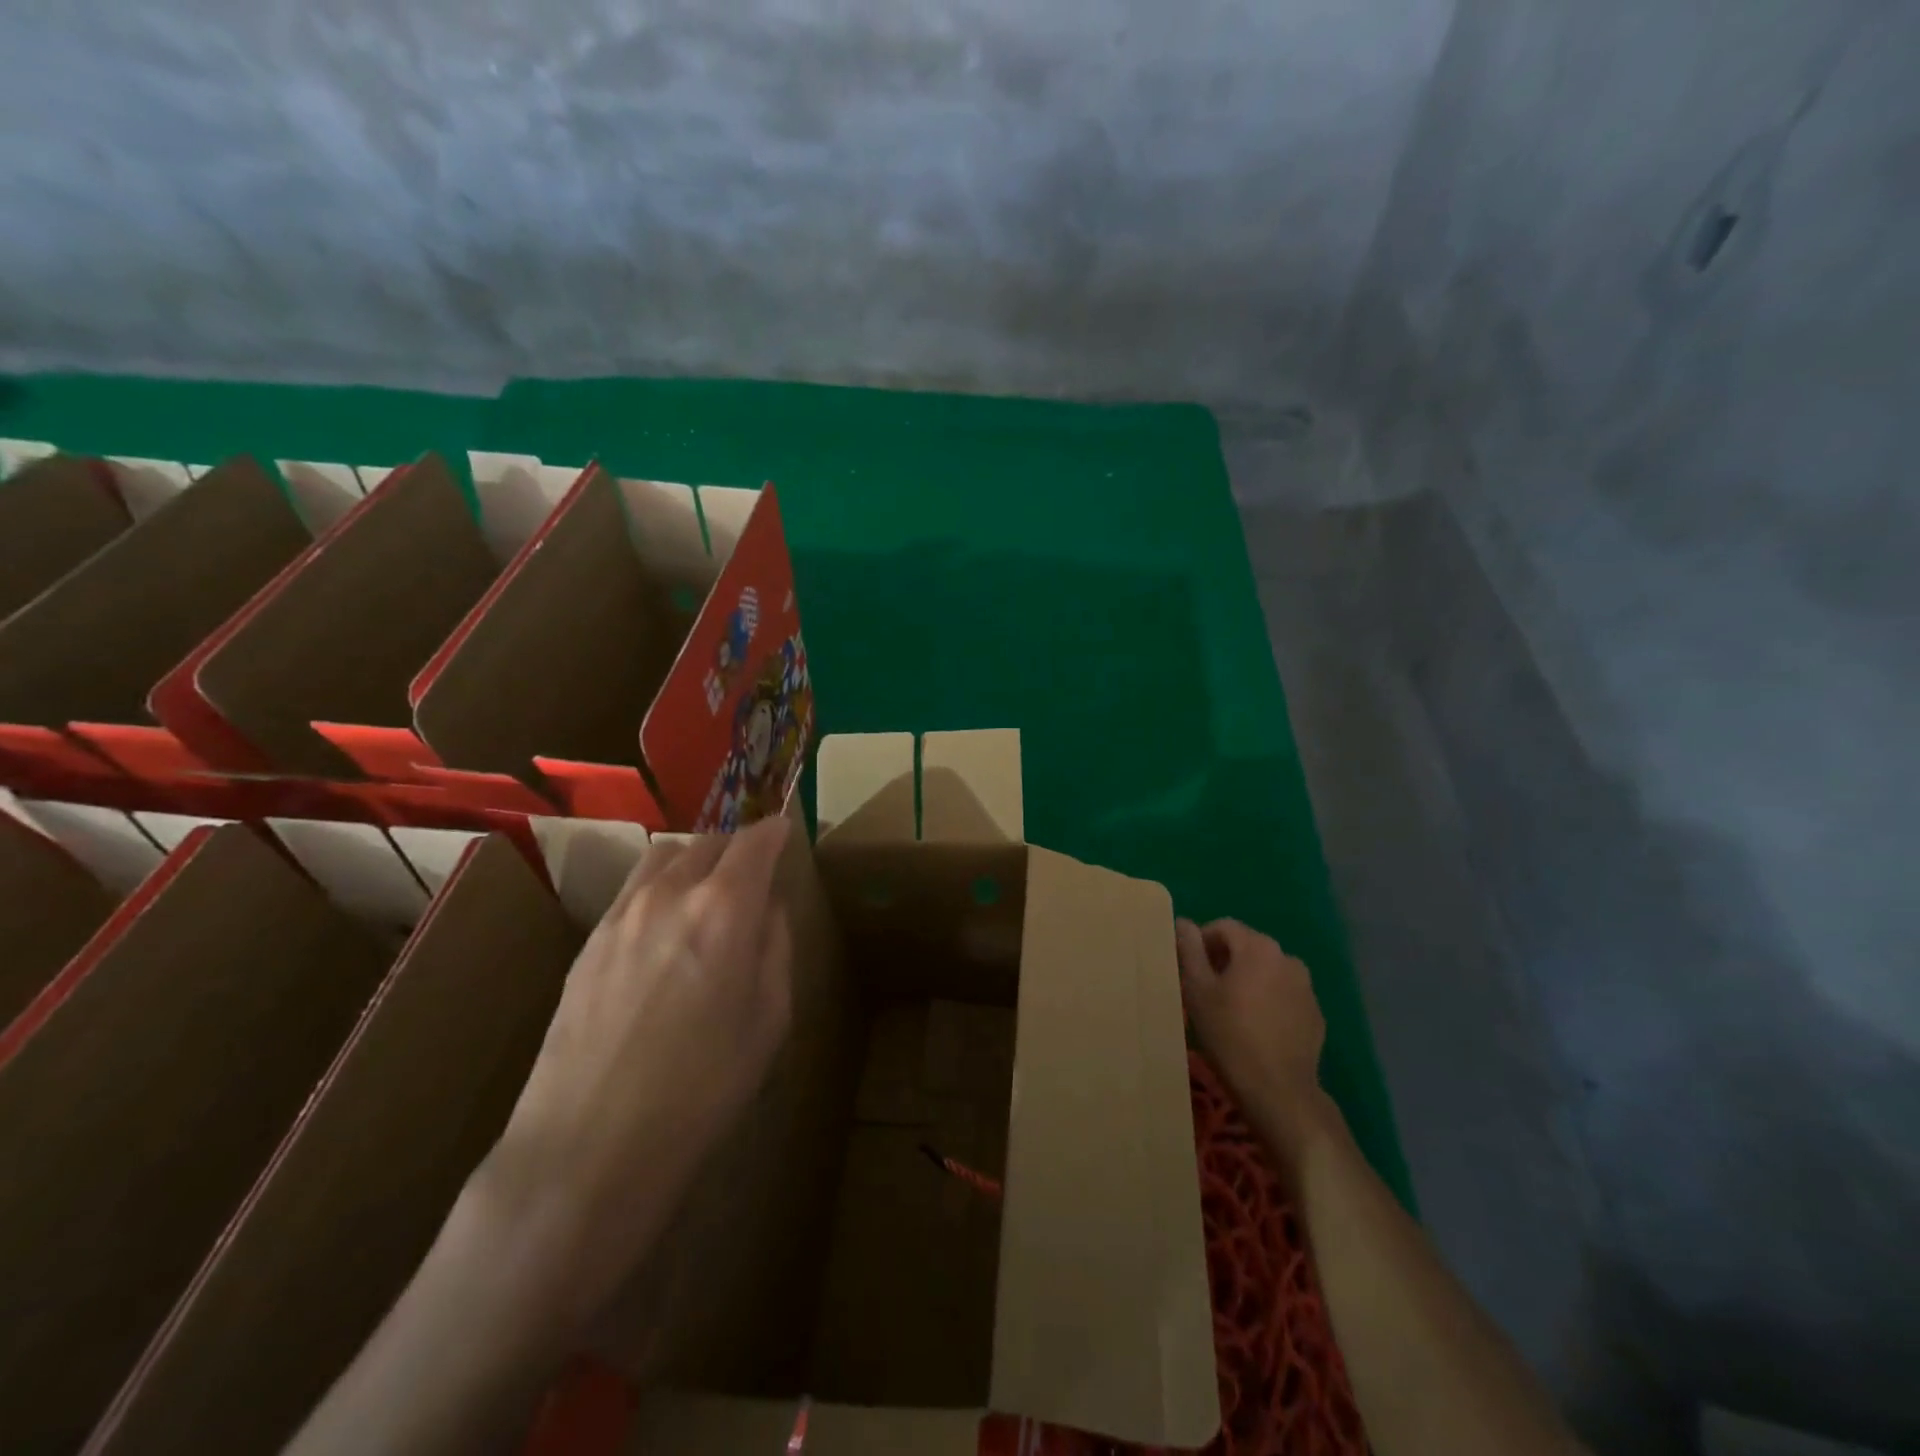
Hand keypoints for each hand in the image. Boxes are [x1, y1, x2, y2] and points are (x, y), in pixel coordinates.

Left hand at [473, 817, 796, 1319]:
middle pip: (709, 842)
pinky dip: (661, 886)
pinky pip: (633, 889)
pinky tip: (665, 926)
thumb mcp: (769, 1019)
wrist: (590, 1145)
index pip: (755, 843)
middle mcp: (671, 894)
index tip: (786, 831)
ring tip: (707, 893)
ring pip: (666, 856)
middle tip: (754, 872)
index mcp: (725, 909)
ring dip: (695, 860)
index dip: (775, 832)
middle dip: (738, 847)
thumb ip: (774, 948)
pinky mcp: (589, 941)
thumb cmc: (703, 1087)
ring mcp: (622, 914)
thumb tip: (767, 908)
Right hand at [1177, 917, 1331, 1161]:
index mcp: (1258, 947)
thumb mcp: (1197, 989)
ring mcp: (1306, 987)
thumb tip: (1184, 923)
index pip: (1223, 927)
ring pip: (1267, 971)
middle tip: (1205, 988)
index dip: (1201, 941)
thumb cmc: (1230, 1034)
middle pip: (1247, 946)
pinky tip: (1255, 1027)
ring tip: (1230, 1008)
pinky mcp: (1315, 1014)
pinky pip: (1284, 994)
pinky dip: (1267, 1000)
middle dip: (1224, 960)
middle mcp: (1287, 958)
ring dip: (1247, 979)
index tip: (1188, 967)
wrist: (1279, 1090)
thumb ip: (1189, 950)